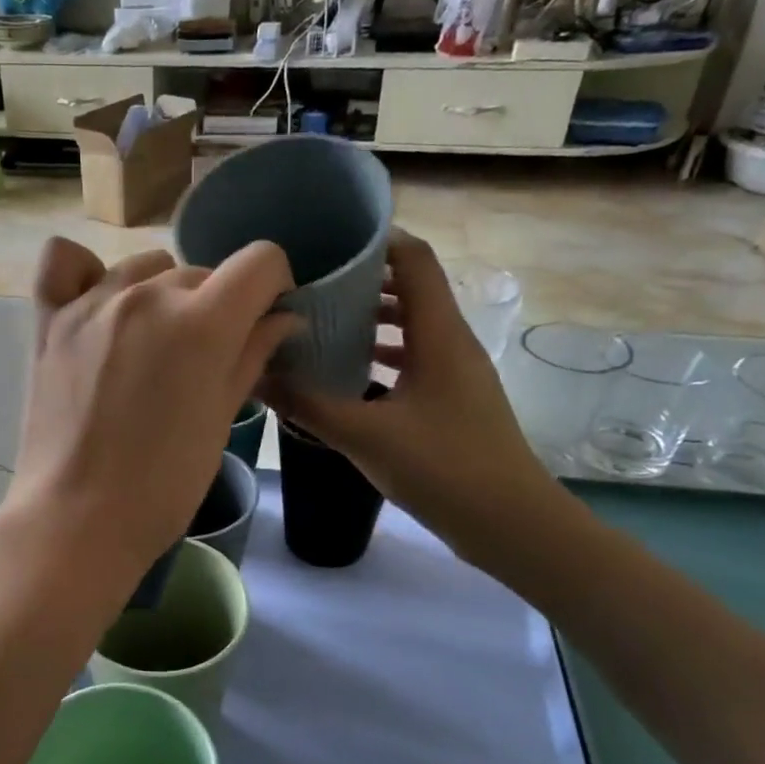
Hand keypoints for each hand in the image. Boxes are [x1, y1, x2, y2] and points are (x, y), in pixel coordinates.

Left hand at [3, 237, 297, 593]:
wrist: (77, 519)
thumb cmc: (163, 485)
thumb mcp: (221, 421)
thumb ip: (252, 356)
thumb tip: (283, 319)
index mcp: (200, 322)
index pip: (259, 261)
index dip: (272, 287)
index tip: (264, 320)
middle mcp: (146, 296)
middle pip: (201, 273)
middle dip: (217, 307)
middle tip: (204, 360)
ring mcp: (92, 303)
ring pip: (145, 268)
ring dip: (162, 295)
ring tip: (151, 345)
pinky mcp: (49, 319)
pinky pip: (64, 261)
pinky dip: (86, 272)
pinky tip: (98, 303)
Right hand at [264, 229, 562, 564]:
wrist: (509, 522)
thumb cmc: (442, 468)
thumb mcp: (364, 435)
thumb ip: (307, 405)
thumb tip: (255, 378)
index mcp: (438, 335)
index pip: (413, 259)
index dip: (375, 241)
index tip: (328, 242)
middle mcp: (452, 342)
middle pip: (411, 288)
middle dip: (362, 282)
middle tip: (312, 286)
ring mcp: (457, 372)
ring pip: (413, 326)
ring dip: (373, 320)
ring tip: (323, 325)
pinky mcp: (454, 399)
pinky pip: (417, 358)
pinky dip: (384, 355)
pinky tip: (350, 374)